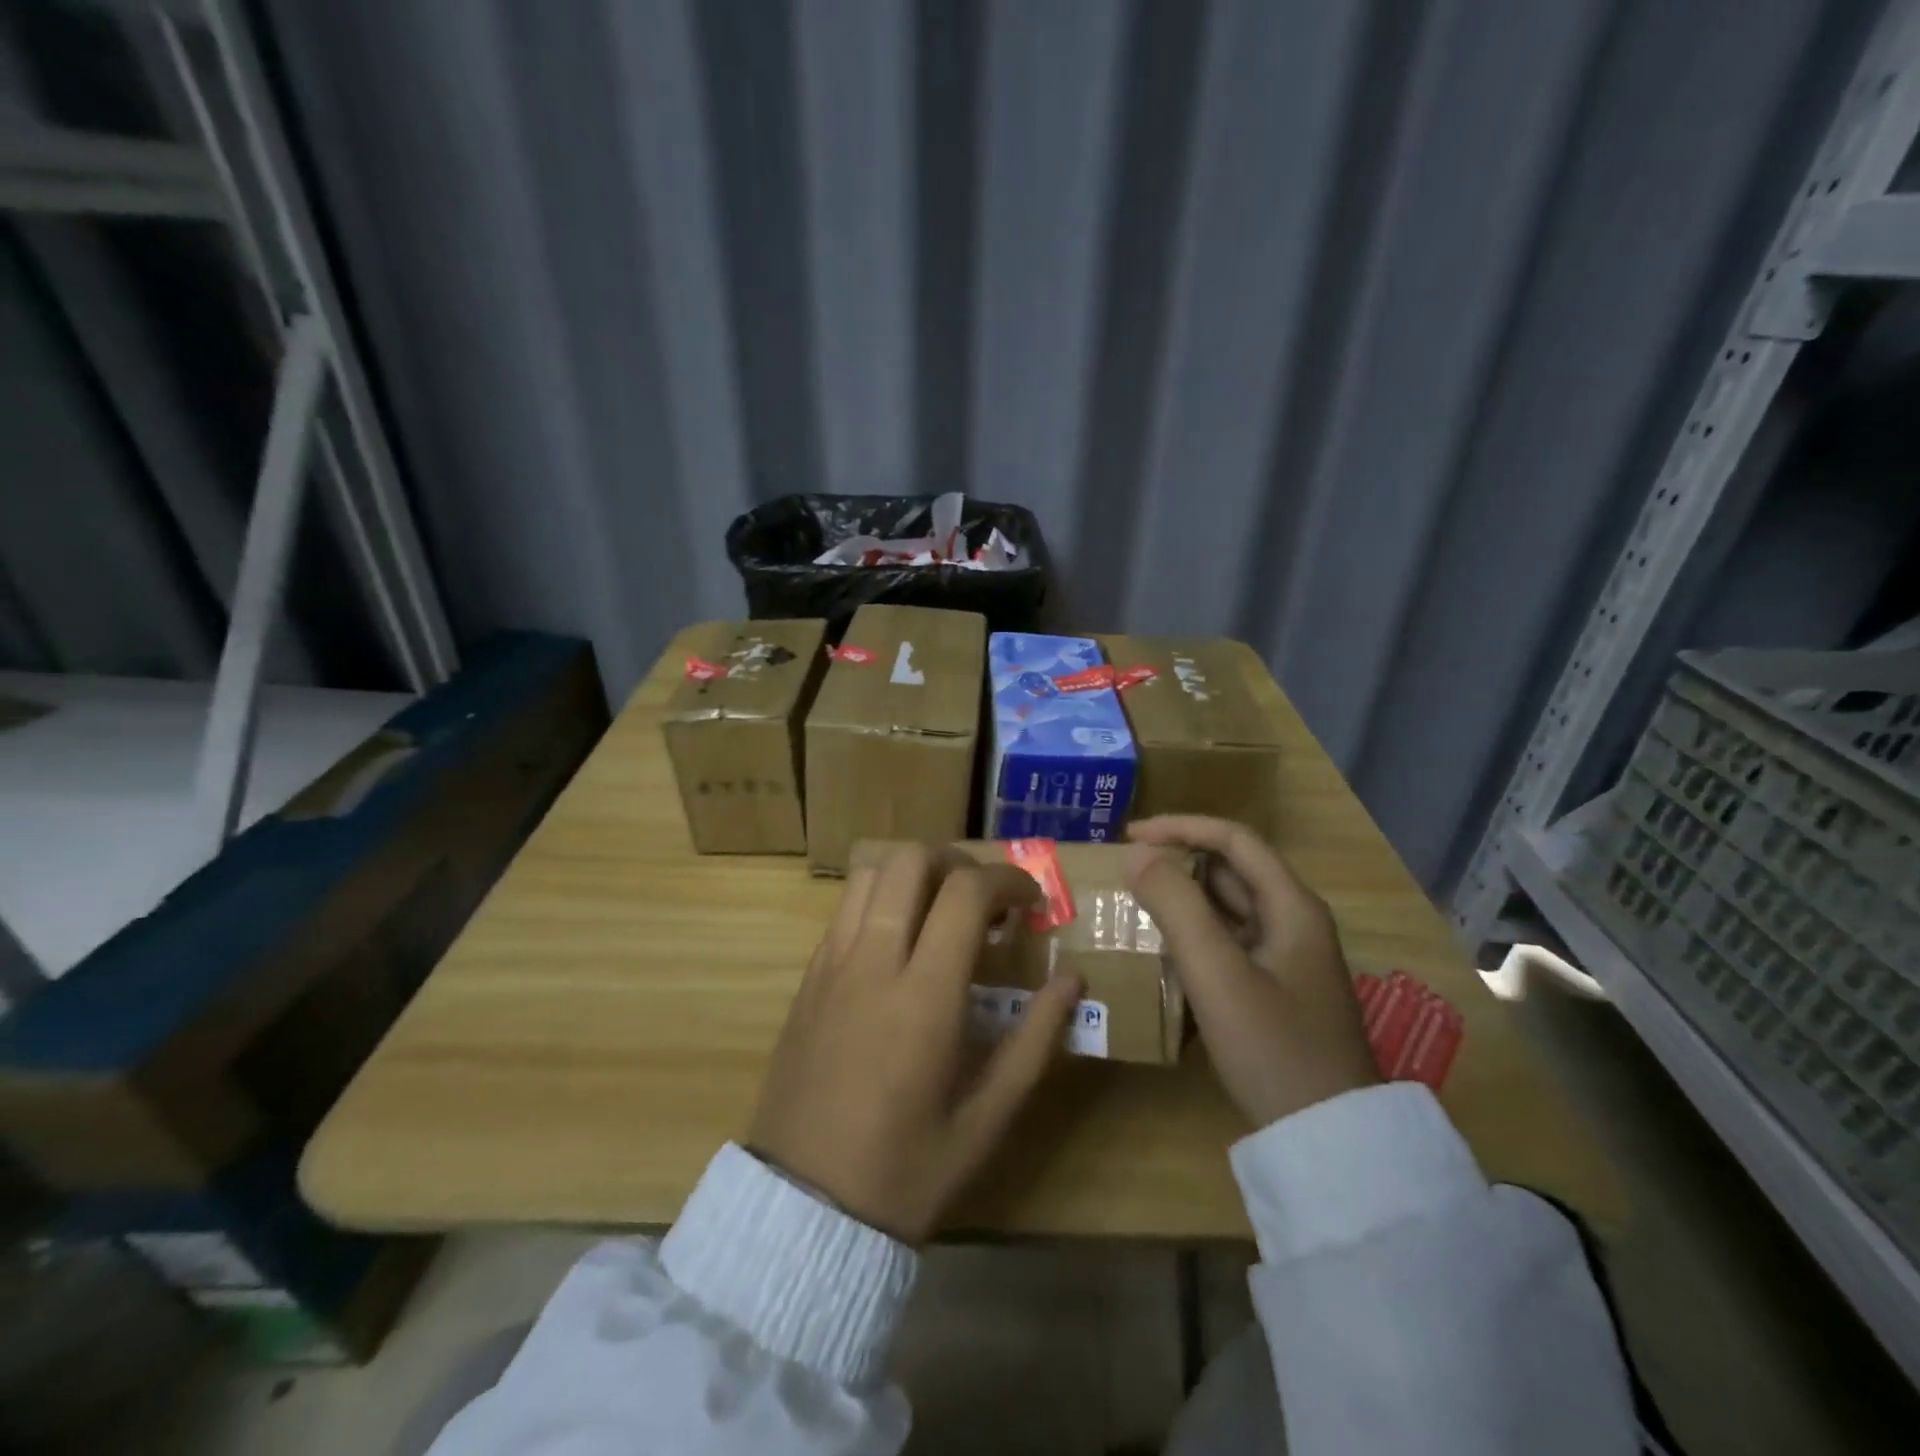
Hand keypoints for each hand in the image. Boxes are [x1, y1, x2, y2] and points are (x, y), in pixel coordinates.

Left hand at [748, 844, 1083, 1243]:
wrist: (802, 1210)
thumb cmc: (906, 1172)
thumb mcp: (988, 1119)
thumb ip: (1036, 1041)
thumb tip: (1072, 981)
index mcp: (924, 997)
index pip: (966, 893)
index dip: (1007, 879)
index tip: (1030, 901)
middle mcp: (873, 963)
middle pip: (910, 860)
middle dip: (957, 862)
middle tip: (985, 900)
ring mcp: (832, 965)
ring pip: (870, 873)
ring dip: (914, 874)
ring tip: (942, 910)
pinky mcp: (808, 977)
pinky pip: (846, 909)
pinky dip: (881, 898)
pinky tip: (901, 941)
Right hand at [1124, 815, 1377, 1128]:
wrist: (1328, 1141)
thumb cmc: (1273, 1047)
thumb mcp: (1217, 973)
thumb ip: (1175, 906)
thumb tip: (1135, 854)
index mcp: (1291, 906)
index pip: (1233, 839)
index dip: (1180, 827)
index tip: (1128, 835)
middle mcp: (1293, 922)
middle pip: (1230, 870)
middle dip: (1177, 860)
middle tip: (1124, 869)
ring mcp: (1286, 958)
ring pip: (1227, 907)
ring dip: (1182, 896)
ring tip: (1132, 901)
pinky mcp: (1274, 989)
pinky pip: (1227, 941)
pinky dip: (1192, 933)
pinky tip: (1160, 948)